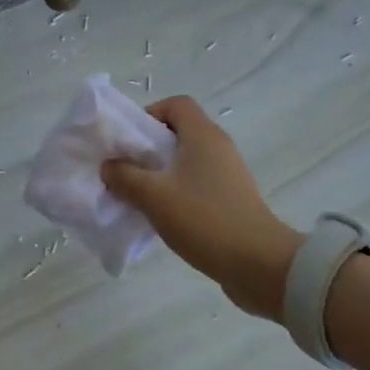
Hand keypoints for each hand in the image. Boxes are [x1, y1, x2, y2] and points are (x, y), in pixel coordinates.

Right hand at [101, 96, 301, 320]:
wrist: (260, 266)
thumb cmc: (205, 219)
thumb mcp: (153, 196)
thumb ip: (124, 176)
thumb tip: (109, 166)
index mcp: (203, 135)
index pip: (176, 104)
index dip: (150, 114)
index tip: (130, 141)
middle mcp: (218, 147)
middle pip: (179, 132)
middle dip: (148, 147)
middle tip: (127, 169)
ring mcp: (228, 175)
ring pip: (186, 161)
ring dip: (160, 173)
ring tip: (140, 195)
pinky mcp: (232, 200)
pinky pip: (196, 184)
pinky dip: (176, 192)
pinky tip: (162, 215)